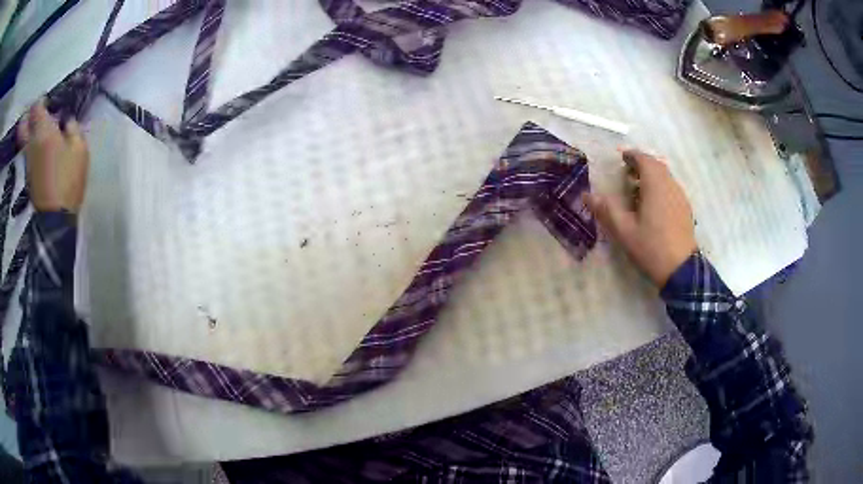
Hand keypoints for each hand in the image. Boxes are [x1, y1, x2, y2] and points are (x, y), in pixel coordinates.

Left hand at [17, 100, 89, 213]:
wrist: (56, 219)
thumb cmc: (68, 179)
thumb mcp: (79, 148)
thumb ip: (73, 129)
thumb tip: (67, 122)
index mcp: (43, 131)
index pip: (36, 107)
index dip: (41, 101)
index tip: (48, 102)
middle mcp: (31, 144)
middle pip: (23, 126)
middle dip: (28, 117)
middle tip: (37, 116)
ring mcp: (28, 162)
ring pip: (24, 141)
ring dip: (30, 133)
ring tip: (41, 134)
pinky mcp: (28, 177)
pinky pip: (28, 154)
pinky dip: (32, 148)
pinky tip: (42, 152)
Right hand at [585, 150, 695, 287]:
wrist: (680, 269)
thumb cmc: (651, 247)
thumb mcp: (624, 231)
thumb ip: (606, 210)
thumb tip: (586, 195)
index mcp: (655, 186)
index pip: (644, 159)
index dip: (632, 155)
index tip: (621, 158)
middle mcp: (670, 185)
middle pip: (656, 165)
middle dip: (642, 164)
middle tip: (627, 172)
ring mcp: (680, 196)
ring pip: (665, 176)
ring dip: (652, 175)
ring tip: (638, 189)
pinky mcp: (685, 208)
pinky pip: (671, 188)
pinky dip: (661, 186)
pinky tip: (654, 204)